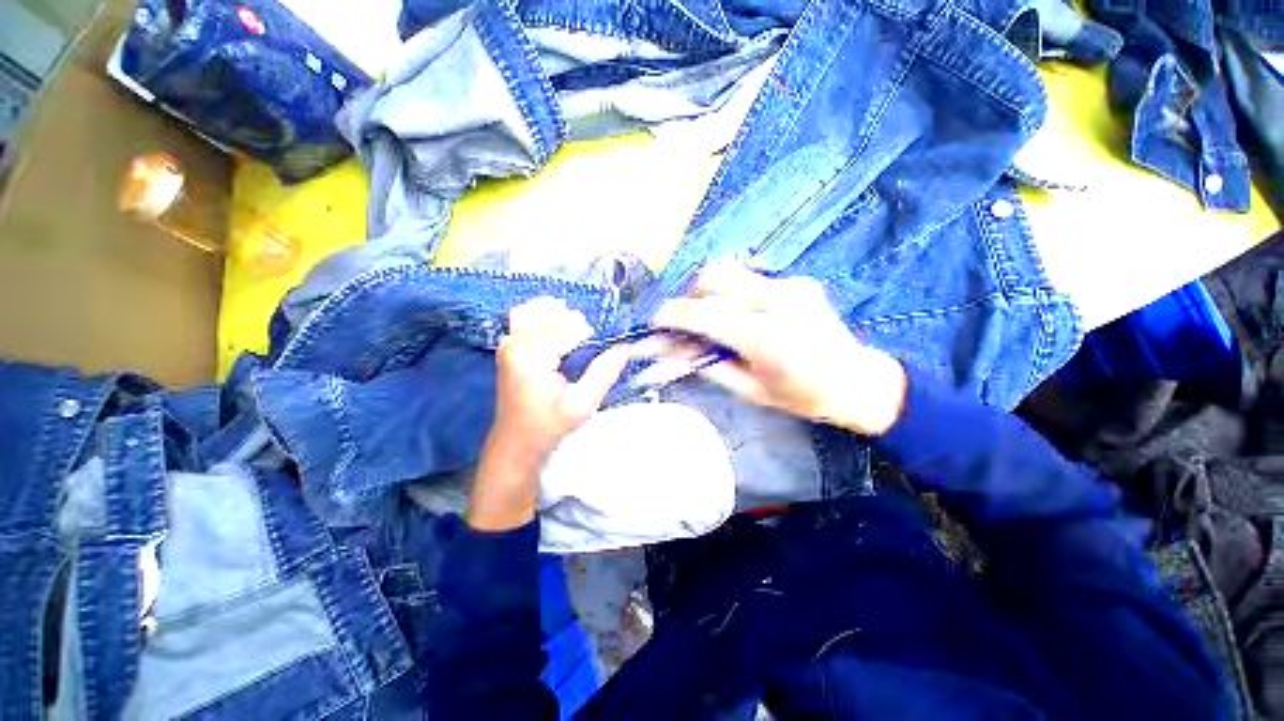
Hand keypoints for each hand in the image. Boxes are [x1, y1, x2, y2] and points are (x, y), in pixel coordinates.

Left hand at [471, 298, 629, 530]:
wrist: (516, 442)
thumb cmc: (549, 426)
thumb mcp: (582, 405)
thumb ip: (604, 372)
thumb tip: (625, 346)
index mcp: (530, 354)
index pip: (572, 327)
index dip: (596, 337)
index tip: (607, 351)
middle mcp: (515, 340)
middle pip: (560, 315)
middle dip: (582, 328)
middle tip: (595, 351)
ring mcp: (509, 339)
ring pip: (544, 309)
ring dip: (567, 320)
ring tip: (580, 342)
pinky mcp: (509, 343)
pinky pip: (528, 314)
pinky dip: (548, 316)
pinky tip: (561, 330)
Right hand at [654, 264, 906, 435]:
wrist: (858, 381)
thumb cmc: (803, 396)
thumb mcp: (749, 390)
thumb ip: (706, 365)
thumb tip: (669, 350)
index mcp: (767, 337)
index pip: (706, 313)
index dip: (674, 314)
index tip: (656, 322)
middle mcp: (778, 301)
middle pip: (714, 276)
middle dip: (690, 295)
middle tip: (687, 321)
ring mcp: (791, 285)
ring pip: (730, 271)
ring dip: (710, 291)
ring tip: (712, 318)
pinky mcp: (797, 280)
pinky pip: (750, 278)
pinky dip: (733, 293)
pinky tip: (742, 315)